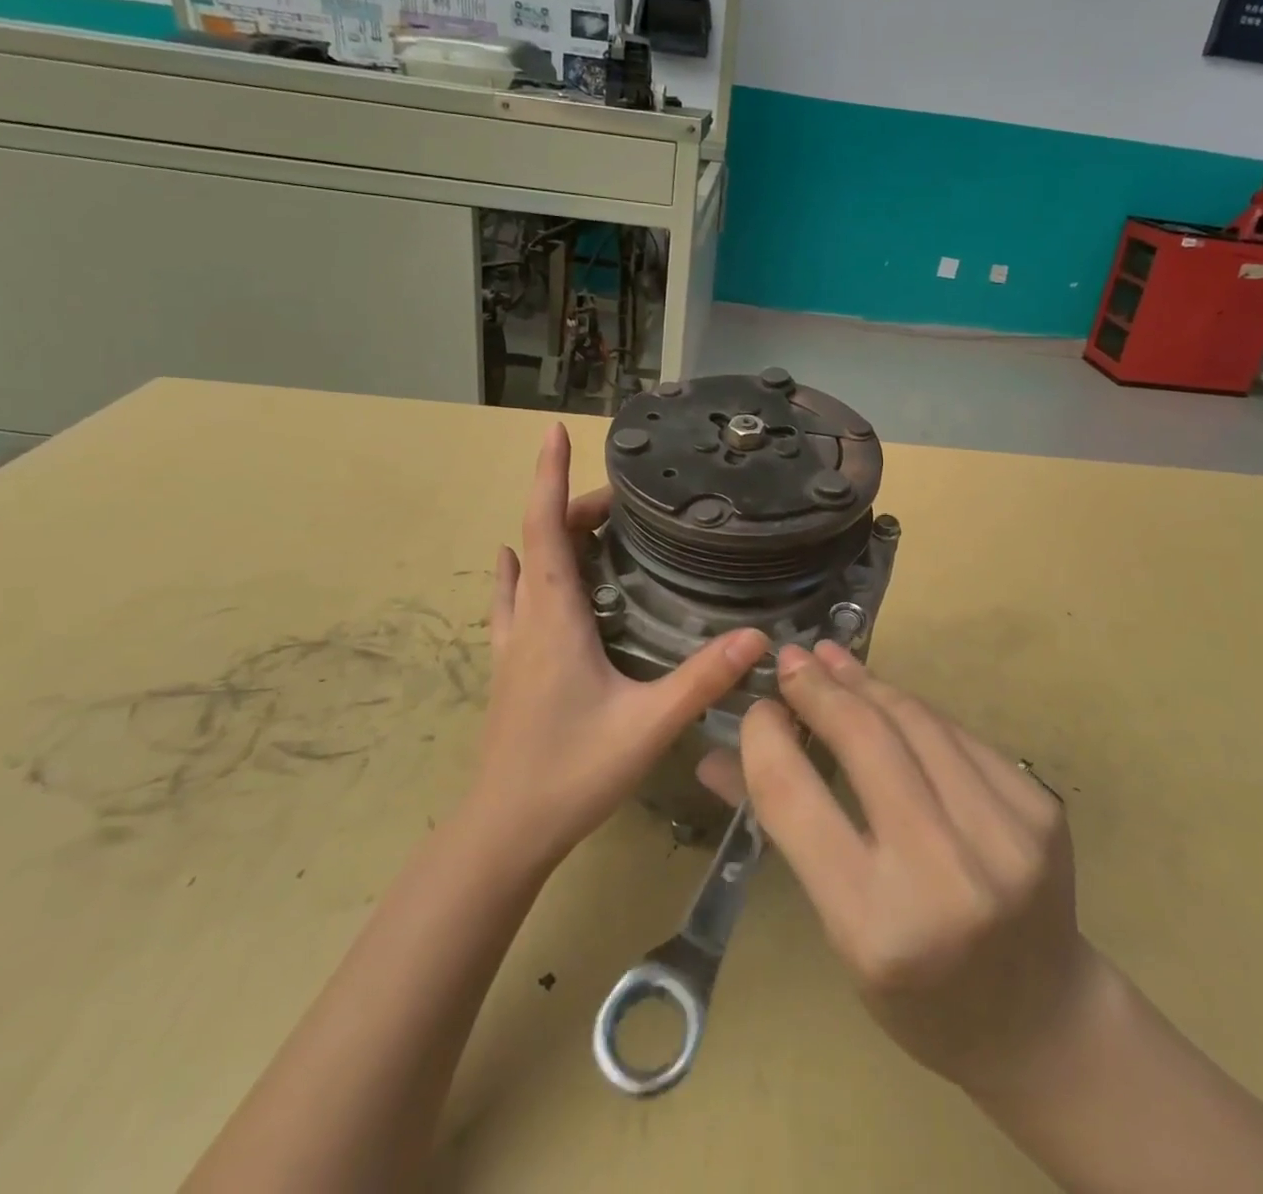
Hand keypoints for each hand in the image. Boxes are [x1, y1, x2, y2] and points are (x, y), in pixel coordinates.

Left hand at [473, 422, 766, 870]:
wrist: (504, 832)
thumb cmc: (572, 773)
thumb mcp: (648, 725)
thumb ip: (703, 679)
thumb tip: (758, 637)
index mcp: (553, 619)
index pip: (545, 528)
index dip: (549, 476)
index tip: (552, 431)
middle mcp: (527, 620)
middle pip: (539, 540)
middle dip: (572, 505)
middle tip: (622, 500)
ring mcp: (510, 644)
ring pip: (524, 568)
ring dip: (548, 534)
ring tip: (590, 523)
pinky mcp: (509, 667)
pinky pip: (512, 600)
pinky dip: (523, 570)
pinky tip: (524, 569)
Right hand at [699, 642, 1093, 1096]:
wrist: (1040, 1022)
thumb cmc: (918, 993)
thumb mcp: (839, 930)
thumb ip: (783, 832)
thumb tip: (714, 757)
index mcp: (875, 926)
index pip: (795, 798)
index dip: (765, 738)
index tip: (755, 707)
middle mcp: (945, 876)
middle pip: (866, 741)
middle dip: (820, 690)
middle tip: (792, 659)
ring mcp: (1005, 837)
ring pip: (917, 723)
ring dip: (868, 683)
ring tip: (834, 659)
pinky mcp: (1040, 809)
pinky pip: (960, 735)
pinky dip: (915, 709)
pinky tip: (889, 695)